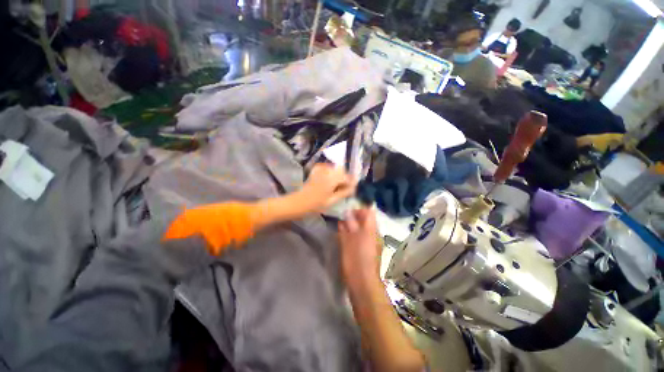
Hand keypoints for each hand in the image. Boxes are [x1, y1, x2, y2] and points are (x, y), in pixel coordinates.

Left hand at [297, 163, 354, 212]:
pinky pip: (327, 168)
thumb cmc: (316, 204)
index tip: (351, 190)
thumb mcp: (332, 201)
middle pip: (341, 170)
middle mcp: (327, 170)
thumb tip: (353, 188)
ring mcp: (320, 169)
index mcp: (332, 178)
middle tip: (344, 188)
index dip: (350, 183)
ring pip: (335, 168)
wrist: (298, 202)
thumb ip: (344, 192)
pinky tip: (328, 181)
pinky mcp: (315, 170)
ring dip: (338, 175)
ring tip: (336, 186)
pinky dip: (330, 172)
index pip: (347, 177)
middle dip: (344, 178)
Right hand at [338, 208, 380, 285]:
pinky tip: (348, 240)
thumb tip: (347, 213)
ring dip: (355, 227)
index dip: (358, 210)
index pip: (369, 211)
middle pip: (368, 220)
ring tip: (343, 230)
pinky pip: (365, 237)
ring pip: (366, 229)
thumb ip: (348, 225)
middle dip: (355, 219)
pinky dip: (357, 235)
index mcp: (370, 229)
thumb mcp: (348, 240)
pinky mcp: (372, 251)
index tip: (347, 214)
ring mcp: (375, 242)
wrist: (364, 283)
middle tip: (343, 222)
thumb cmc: (355, 259)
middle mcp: (375, 233)